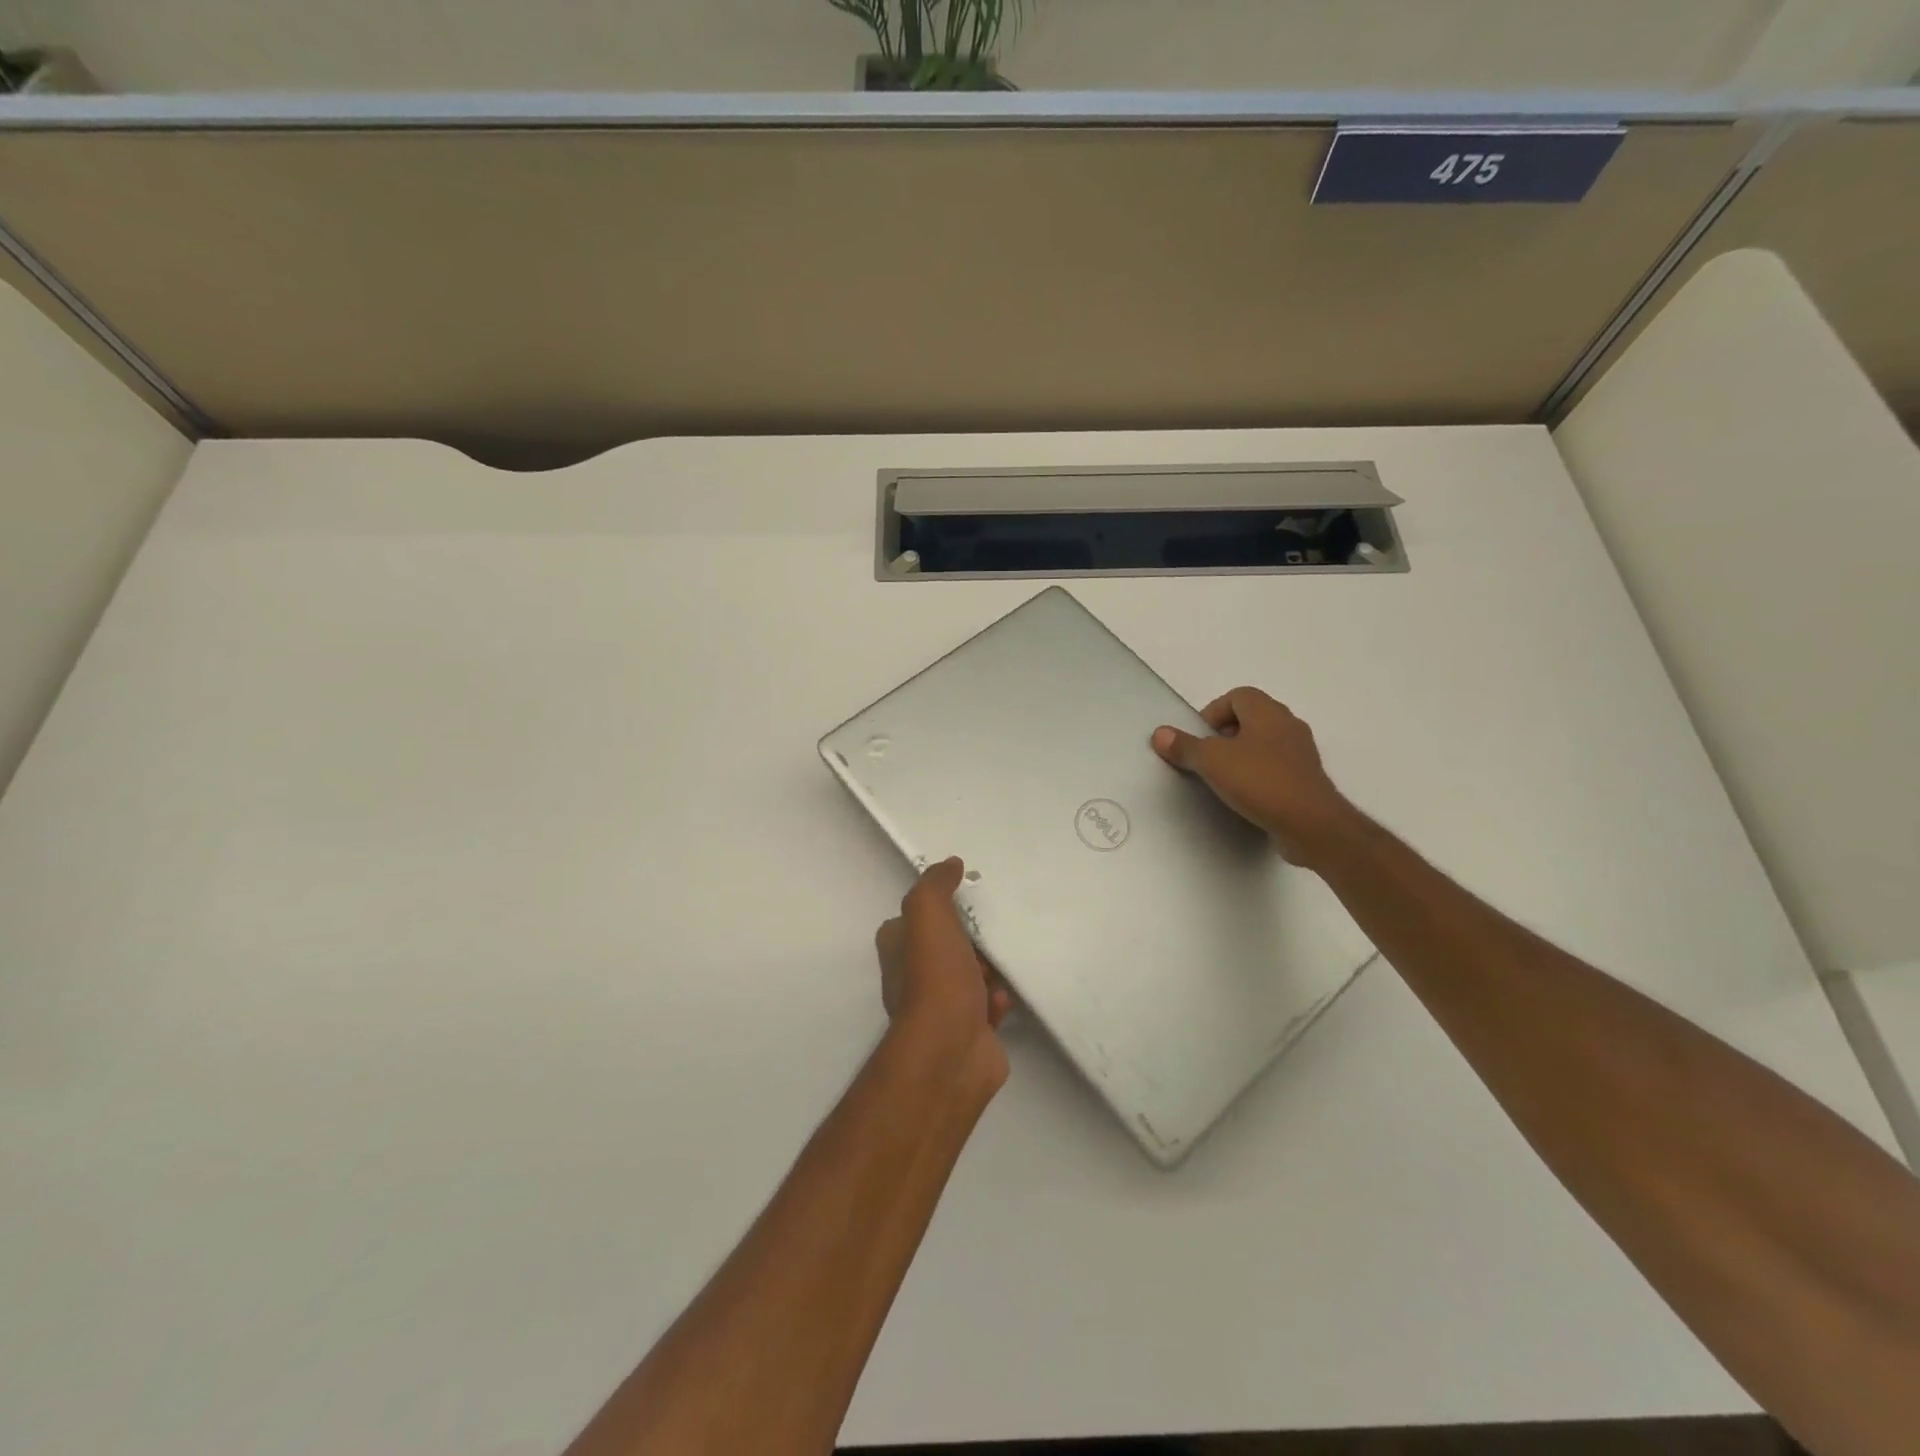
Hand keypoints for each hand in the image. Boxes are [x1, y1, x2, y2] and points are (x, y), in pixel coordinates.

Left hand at [874, 858, 1011, 1092]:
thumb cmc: (936, 977)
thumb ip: (936, 886)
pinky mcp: (965, 1032)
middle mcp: (911, 979)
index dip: (936, 909)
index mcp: (897, 950)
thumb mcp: (929, 915)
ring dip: (987, 970)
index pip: (912, 920)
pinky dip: (996, 1000)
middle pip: (944, 947)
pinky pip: (985, 1007)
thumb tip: (950, 864)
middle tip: (990, 932)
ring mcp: (938, 1009)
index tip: (964, 899)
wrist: (951, 1049)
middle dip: (969, 940)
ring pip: (967, 977)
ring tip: (1001, 963)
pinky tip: (1002, 999)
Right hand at [1151, 688, 1360, 867]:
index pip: (1237, 696)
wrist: (1311, 824)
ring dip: (1242, 756)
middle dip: (1224, 735)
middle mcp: (1288, 725)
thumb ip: (1184, 746)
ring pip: (1264, 744)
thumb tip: (1160, 734)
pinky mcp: (1307, 780)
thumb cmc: (1260, 781)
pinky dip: (1258, 776)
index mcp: (1267, 712)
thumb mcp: (1212, 762)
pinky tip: (1246, 796)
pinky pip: (1276, 768)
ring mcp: (1301, 753)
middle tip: (1207, 759)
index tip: (1199, 739)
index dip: (1213, 712)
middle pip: (1250, 718)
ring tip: (1223, 779)